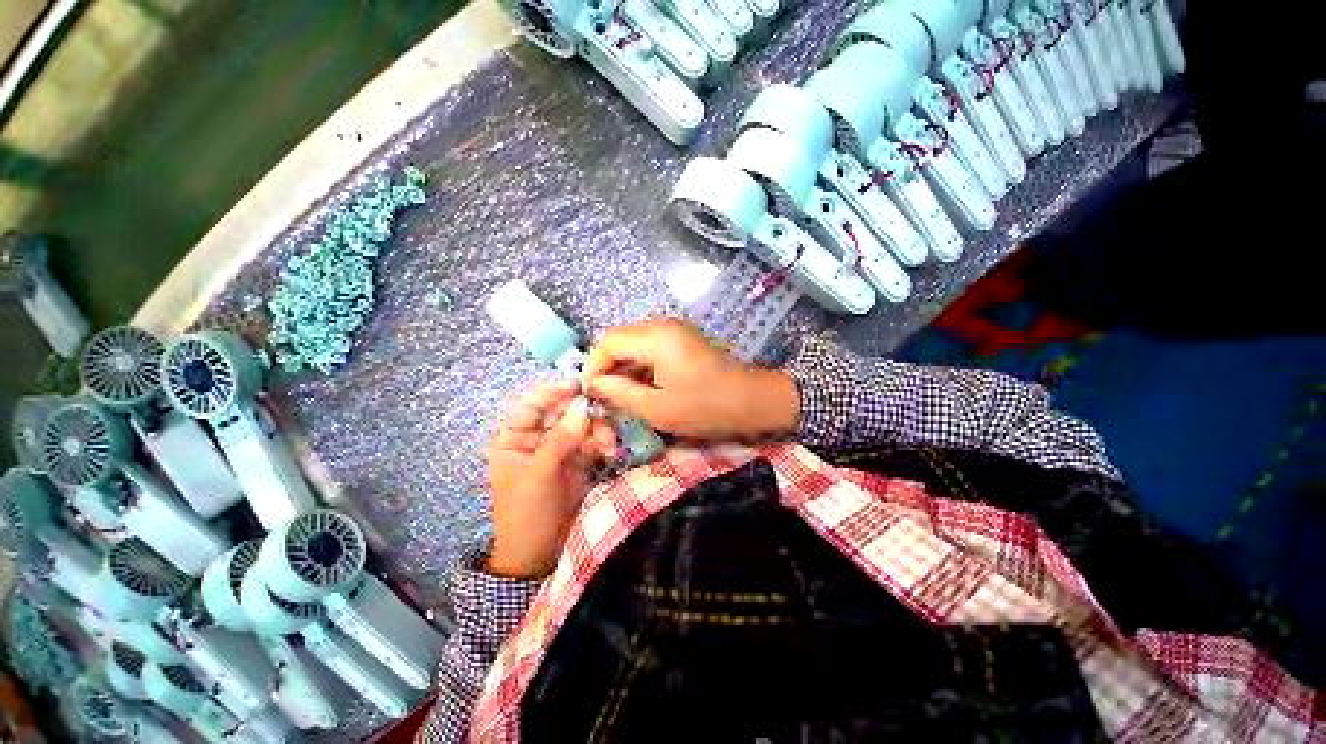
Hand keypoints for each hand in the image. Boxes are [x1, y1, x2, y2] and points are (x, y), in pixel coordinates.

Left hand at [486, 380, 617, 578]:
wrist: (541, 552)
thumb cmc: (526, 513)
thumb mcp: (539, 475)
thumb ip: (560, 440)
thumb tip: (582, 407)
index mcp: (514, 438)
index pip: (532, 405)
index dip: (553, 392)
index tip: (578, 385)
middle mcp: (538, 437)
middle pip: (564, 412)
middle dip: (585, 416)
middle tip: (603, 421)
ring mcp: (560, 447)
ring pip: (583, 425)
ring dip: (598, 431)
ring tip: (609, 445)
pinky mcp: (579, 459)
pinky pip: (593, 441)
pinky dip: (603, 444)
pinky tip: (611, 452)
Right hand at [583, 318, 799, 439]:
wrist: (752, 400)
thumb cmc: (706, 407)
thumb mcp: (657, 408)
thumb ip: (620, 393)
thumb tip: (595, 384)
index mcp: (655, 338)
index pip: (607, 341)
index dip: (593, 366)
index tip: (591, 393)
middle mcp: (662, 325)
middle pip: (619, 339)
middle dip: (607, 366)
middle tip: (604, 396)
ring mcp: (674, 330)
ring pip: (633, 343)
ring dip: (623, 366)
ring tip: (621, 395)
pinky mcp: (681, 339)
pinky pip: (649, 347)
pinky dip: (639, 365)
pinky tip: (641, 387)